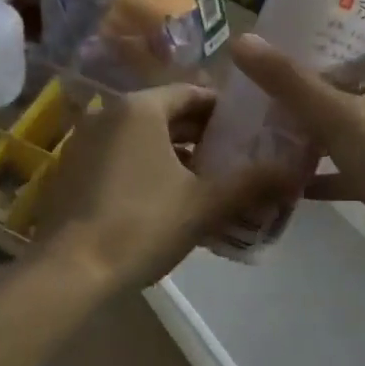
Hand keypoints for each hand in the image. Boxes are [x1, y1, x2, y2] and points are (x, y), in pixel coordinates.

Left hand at [37, 82, 293, 292]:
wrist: (69, 271)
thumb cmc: (141, 225)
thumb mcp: (204, 204)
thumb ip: (251, 183)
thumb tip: (295, 171)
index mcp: (139, 108)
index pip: (191, 93)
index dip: (224, 111)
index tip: (250, 131)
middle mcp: (107, 114)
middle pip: (165, 115)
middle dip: (201, 136)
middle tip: (235, 159)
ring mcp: (83, 142)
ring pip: (141, 139)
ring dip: (175, 155)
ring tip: (208, 182)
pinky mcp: (71, 172)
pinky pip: (119, 158)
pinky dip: (146, 169)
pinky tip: (167, 201)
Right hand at [229, 33, 364, 265]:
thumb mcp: (335, 115)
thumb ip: (289, 81)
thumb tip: (243, 41)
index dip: (342, 34)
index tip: (302, 38)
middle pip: (360, 83)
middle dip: (320, 84)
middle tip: (277, 83)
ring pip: (355, 126)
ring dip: (321, 129)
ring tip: (277, 128)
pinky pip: (356, 167)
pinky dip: (330, 171)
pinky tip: (295, 181)